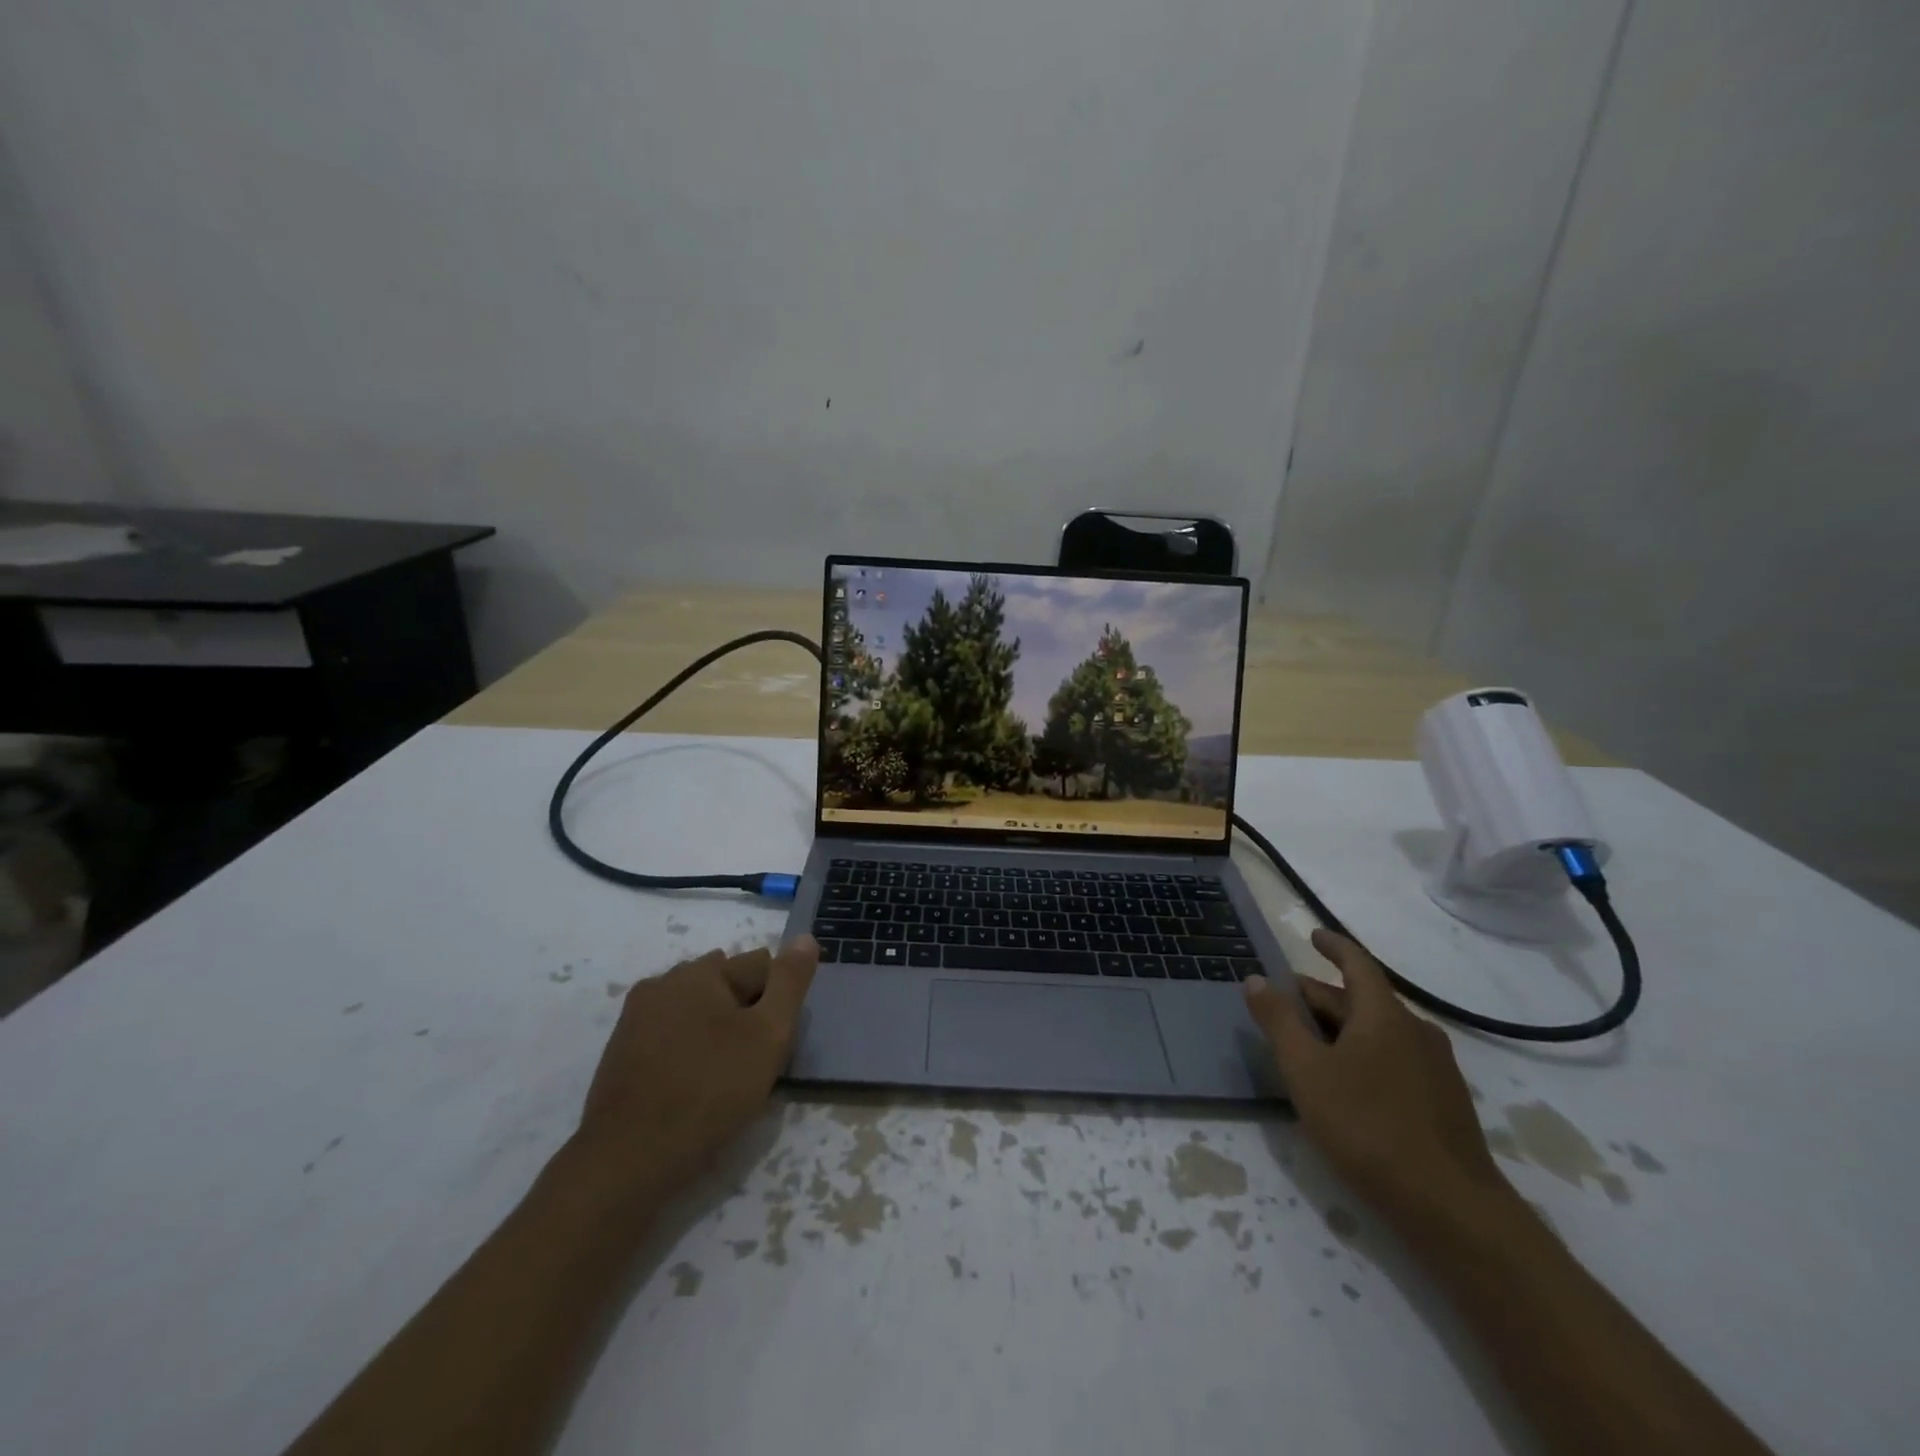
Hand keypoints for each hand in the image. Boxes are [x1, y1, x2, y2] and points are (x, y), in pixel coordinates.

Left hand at [572, 936, 817, 1203]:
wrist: (627, 1161)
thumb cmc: (709, 1091)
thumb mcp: (768, 1035)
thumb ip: (790, 982)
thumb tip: (805, 937)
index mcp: (698, 971)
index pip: (760, 966)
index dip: (777, 1003)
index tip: (775, 1043)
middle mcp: (663, 982)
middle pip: (726, 984)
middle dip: (746, 1012)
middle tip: (753, 1061)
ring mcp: (636, 1017)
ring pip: (697, 1010)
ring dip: (716, 1030)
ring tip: (724, 1077)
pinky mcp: (621, 1052)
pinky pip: (671, 1035)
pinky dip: (689, 1049)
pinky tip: (694, 1086)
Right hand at [1242, 929, 1514, 1239]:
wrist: (1452, 1209)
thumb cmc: (1368, 1127)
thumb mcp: (1306, 1071)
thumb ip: (1279, 1022)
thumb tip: (1256, 979)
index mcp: (1384, 1015)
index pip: (1357, 963)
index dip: (1333, 945)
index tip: (1312, 935)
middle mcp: (1415, 1030)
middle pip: (1362, 999)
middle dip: (1322, 995)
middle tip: (1286, 1002)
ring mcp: (1436, 1068)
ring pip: (1379, 1031)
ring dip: (1342, 1027)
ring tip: (1310, 1041)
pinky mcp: (1444, 1102)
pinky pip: (1395, 1058)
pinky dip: (1364, 1053)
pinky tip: (1348, 1082)